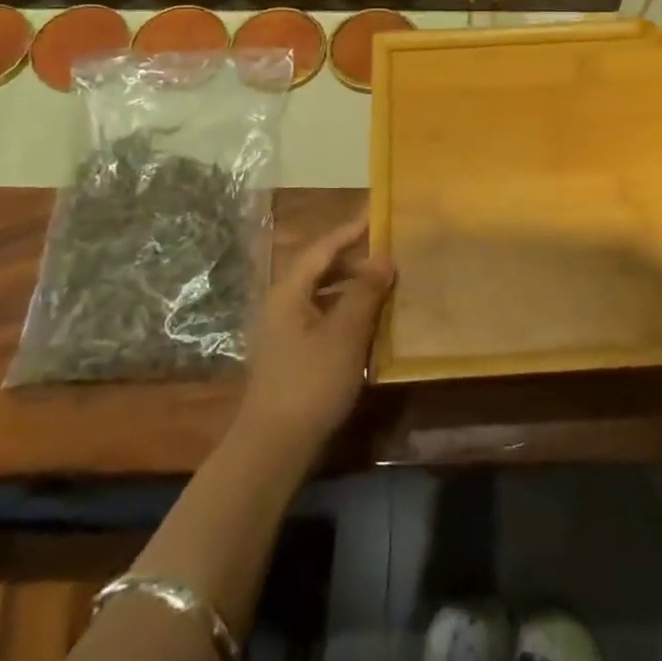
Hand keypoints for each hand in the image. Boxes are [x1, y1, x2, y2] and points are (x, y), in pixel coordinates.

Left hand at [236, 213, 393, 456]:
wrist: (274, 446)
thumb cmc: (311, 382)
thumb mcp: (345, 334)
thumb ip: (365, 292)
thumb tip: (384, 255)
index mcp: (289, 292)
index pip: (322, 249)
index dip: (349, 231)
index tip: (375, 214)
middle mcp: (282, 305)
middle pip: (319, 270)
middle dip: (353, 259)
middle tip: (388, 250)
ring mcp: (284, 332)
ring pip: (322, 296)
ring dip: (351, 287)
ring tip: (384, 283)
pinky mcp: (291, 355)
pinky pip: (322, 318)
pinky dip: (345, 312)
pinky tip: (368, 323)